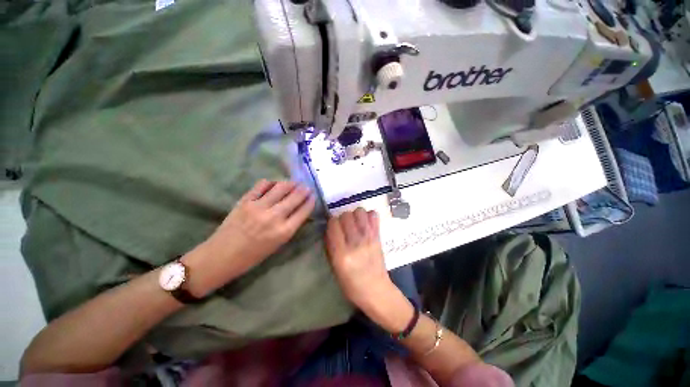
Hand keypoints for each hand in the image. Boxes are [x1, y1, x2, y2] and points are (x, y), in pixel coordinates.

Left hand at [185, 180, 315, 295]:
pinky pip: (262, 185)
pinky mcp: (245, 201)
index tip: (313, 195)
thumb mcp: (278, 244)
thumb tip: (299, 210)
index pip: (304, 211)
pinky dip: (271, 183)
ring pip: (280, 187)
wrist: (222, 256)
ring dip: (290, 183)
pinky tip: (274, 184)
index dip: (310, 201)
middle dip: (304, 190)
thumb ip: (290, 226)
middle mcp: (274, 217)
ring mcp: (258, 207)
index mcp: (284, 231)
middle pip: (295, 197)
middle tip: (306, 186)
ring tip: (293, 183)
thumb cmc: (253, 255)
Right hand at [325, 208, 401, 317]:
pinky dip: (368, 216)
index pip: (333, 224)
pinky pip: (373, 216)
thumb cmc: (352, 284)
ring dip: (354, 215)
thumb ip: (331, 246)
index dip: (331, 223)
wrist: (376, 290)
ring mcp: (369, 238)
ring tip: (354, 224)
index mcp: (342, 253)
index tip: (333, 228)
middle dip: (342, 218)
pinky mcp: (378, 236)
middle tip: (344, 226)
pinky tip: (365, 224)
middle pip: (346, 215)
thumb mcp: (335, 268)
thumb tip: (330, 228)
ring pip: (359, 211)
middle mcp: (355, 242)